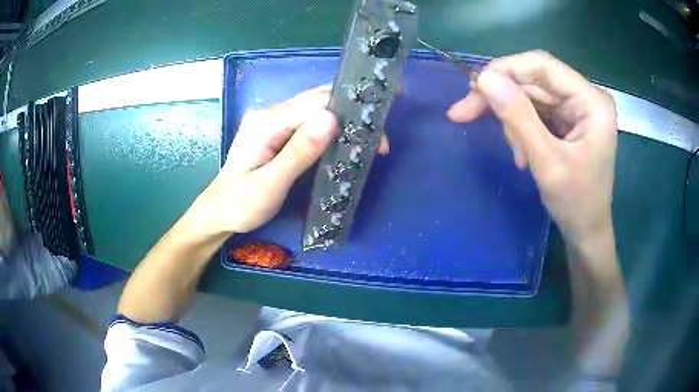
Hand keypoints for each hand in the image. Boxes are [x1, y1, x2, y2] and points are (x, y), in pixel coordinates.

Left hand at [197, 86, 387, 234]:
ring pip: (316, 107)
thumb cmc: (240, 205)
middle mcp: (271, 113)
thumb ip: (299, 152)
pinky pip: (309, 119)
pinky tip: (345, 138)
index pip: (318, 104)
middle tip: (380, 138)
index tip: (378, 138)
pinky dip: (331, 127)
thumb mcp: (269, 185)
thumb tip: (332, 119)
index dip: (351, 115)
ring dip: (345, 118)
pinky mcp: (276, 130)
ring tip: (370, 139)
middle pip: (319, 99)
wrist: (218, 212)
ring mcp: (273, 120)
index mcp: (268, 122)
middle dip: (353, 112)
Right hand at [448, 51, 617, 244]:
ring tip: (516, 154)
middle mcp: (585, 97)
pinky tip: (521, 154)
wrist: (587, 233)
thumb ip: (518, 117)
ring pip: (531, 96)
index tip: (473, 86)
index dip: (505, 69)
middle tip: (463, 112)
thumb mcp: (546, 162)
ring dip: (512, 121)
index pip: (542, 66)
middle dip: (501, 97)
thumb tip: (484, 79)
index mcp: (591, 101)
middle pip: (533, 81)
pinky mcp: (568, 120)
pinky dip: (521, 129)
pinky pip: (536, 112)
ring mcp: (577, 109)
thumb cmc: (576, 204)